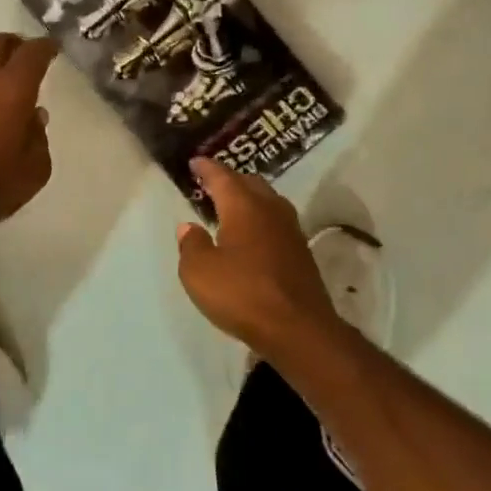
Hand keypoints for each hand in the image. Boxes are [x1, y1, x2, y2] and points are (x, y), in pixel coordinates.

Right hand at [176, 157, 340, 353]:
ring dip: (249, 198)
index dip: (207, 168)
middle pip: (250, 183)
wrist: (298, 329)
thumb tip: (189, 227)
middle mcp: (270, 209)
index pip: (222, 176)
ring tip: (231, 207)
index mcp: (243, 206)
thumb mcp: (200, 272)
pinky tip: (252, 235)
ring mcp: (290, 230)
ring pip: (268, 201)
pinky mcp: (301, 252)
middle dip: (230, 179)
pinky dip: (261, 219)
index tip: (196, 162)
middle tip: (212, 183)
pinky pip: (276, 222)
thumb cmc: (242, 294)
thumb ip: (191, 245)